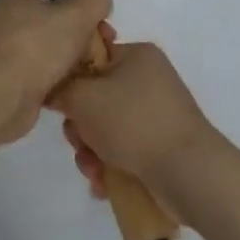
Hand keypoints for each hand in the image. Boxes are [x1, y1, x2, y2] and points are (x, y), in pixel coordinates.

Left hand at [0, 0, 112, 145]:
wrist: (4, 97)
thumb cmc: (39, 46)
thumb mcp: (77, 13)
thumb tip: (99, 0)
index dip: (82, 5)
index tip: (102, 24)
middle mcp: (7, 20)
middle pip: (56, 22)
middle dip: (84, 36)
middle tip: (103, 51)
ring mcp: (7, 51)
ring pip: (52, 50)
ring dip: (75, 59)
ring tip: (93, 70)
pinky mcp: (11, 79)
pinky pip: (43, 73)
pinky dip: (60, 79)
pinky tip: (76, 87)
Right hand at [52, 42, 219, 195]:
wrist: (189, 173)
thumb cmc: (133, 122)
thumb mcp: (83, 97)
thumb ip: (59, 88)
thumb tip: (51, 90)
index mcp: (136, 55)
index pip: (91, 56)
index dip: (70, 79)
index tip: (61, 103)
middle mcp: (148, 79)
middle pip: (95, 97)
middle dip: (80, 126)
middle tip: (78, 142)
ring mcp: (157, 114)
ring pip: (106, 128)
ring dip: (91, 151)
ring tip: (93, 171)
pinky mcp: (161, 145)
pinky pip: (124, 149)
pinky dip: (110, 165)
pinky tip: (104, 184)